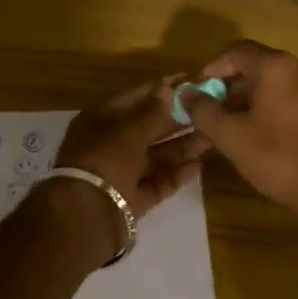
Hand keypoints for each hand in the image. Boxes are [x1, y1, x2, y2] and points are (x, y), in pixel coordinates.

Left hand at [55, 79, 211, 216]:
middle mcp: (109, 144)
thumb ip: (152, 112)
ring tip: (211, 138)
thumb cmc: (105, 160)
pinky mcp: (132, 199)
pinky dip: (176, 175)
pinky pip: (157, 182)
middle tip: (208, 112)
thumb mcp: (128, 131)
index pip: (134, 98)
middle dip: (176, 121)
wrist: (86, 216)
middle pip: (147, 128)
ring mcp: (120, 173)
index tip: (190, 82)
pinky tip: (199, 166)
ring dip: (181, 147)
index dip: (161, 89)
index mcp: (100, 120)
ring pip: (155, 156)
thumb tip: (167, 88)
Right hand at [181, 40, 297, 213]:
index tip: (197, 91)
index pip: (236, 51)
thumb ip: (203, 110)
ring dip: (251, 99)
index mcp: (277, 66)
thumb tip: (185, 93)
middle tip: (211, 112)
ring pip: (276, 84)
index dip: (212, 68)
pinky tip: (262, 134)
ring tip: (233, 126)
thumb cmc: (278, 157)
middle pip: (257, 66)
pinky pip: (293, 98)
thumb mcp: (231, 135)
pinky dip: (273, 108)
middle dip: (230, 86)